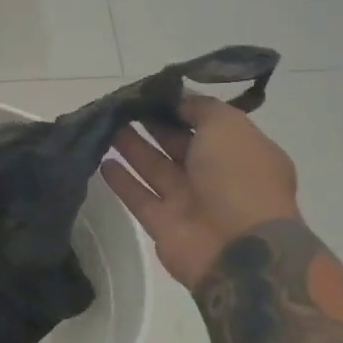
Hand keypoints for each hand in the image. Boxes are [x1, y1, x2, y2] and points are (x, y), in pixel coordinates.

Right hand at [103, 95, 299, 288]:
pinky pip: (138, 197)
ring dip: (131, 147)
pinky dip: (121, 180)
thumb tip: (178, 99)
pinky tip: (102, 161)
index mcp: (240, 152)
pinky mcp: (163, 224)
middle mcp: (215, 176)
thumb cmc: (240, 179)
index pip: (206, 124)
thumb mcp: (229, 127)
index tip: (150, 92)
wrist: (239, 250)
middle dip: (152, 124)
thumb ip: (202, 109)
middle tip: (121, 105)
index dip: (179, 108)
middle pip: (177, 144)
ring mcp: (188, 202)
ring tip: (105, 126)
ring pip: (154, 168)